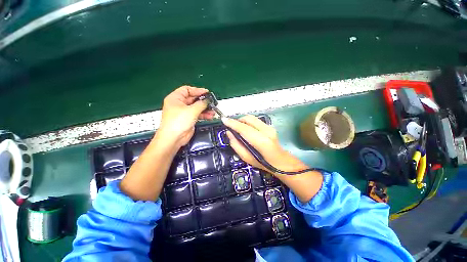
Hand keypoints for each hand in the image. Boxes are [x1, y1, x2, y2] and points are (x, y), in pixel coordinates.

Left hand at [157, 86, 214, 147]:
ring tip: (213, 111)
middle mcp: (179, 104)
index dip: (197, 90)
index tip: (207, 92)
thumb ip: (201, 103)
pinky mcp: (188, 119)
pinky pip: (197, 114)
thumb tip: (208, 100)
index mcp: (175, 98)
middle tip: (212, 102)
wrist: (174, 138)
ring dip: (205, 109)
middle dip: (203, 101)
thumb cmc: (179, 121)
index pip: (187, 90)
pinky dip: (204, 115)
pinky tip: (210, 116)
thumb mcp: (192, 110)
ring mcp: (184, 112)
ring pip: (196, 107)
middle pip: (193, 99)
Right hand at [222, 115, 307, 174]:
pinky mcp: (270, 126)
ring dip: (242, 121)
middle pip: (248, 119)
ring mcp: (269, 127)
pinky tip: (246, 129)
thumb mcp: (246, 158)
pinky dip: (248, 122)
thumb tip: (229, 133)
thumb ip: (236, 145)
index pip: (244, 128)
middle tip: (231, 127)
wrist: (280, 161)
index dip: (233, 123)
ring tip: (238, 128)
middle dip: (237, 120)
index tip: (224, 120)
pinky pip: (255, 120)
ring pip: (252, 118)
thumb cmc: (262, 163)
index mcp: (261, 141)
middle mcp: (267, 131)